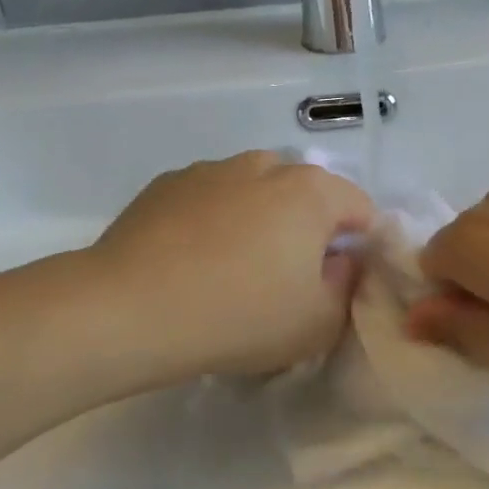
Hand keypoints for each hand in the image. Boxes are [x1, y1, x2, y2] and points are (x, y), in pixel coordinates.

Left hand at [91, 151, 374, 382]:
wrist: (128, 310)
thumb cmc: (239, 316)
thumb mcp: (318, 323)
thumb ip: (348, 286)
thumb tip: (341, 260)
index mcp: (311, 191)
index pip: (359, 206)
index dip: (358, 245)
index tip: (336, 282)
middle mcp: (265, 165)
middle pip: (306, 194)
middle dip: (307, 229)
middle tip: (286, 278)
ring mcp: (211, 170)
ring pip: (255, 191)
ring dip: (259, 220)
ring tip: (232, 268)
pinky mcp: (167, 184)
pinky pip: (210, 198)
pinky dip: (214, 220)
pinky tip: (191, 260)